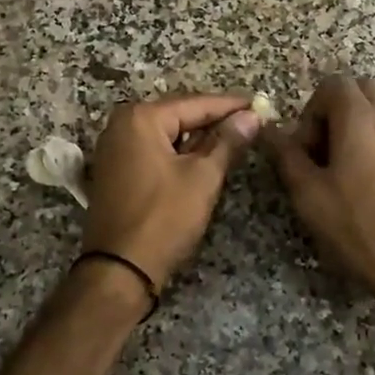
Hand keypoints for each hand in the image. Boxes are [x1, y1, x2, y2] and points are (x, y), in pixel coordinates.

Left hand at [82, 93, 262, 290]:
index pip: (196, 103)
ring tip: (235, 138)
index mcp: (141, 118)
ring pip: (167, 134)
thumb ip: (228, 142)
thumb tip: (251, 116)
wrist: (119, 270)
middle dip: (214, 120)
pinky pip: (154, 150)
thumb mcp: (203, 177)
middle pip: (179, 115)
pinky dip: (179, 153)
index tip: (260, 104)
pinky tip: (204, 158)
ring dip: (198, 138)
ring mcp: (114, 148)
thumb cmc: (164, 218)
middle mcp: (122, 125)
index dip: (231, 105)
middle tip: (251, 121)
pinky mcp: (116, 171)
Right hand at [268, 76, 374, 309]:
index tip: (305, 148)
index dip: (311, 110)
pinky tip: (365, 191)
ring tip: (340, 176)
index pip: (334, 84)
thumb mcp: (309, 195)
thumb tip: (270, 130)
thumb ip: (287, 156)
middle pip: (359, 92)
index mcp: (360, 120)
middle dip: (334, 113)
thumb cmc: (360, 227)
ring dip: (353, 132)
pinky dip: (372, 149)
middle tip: (321, 153)